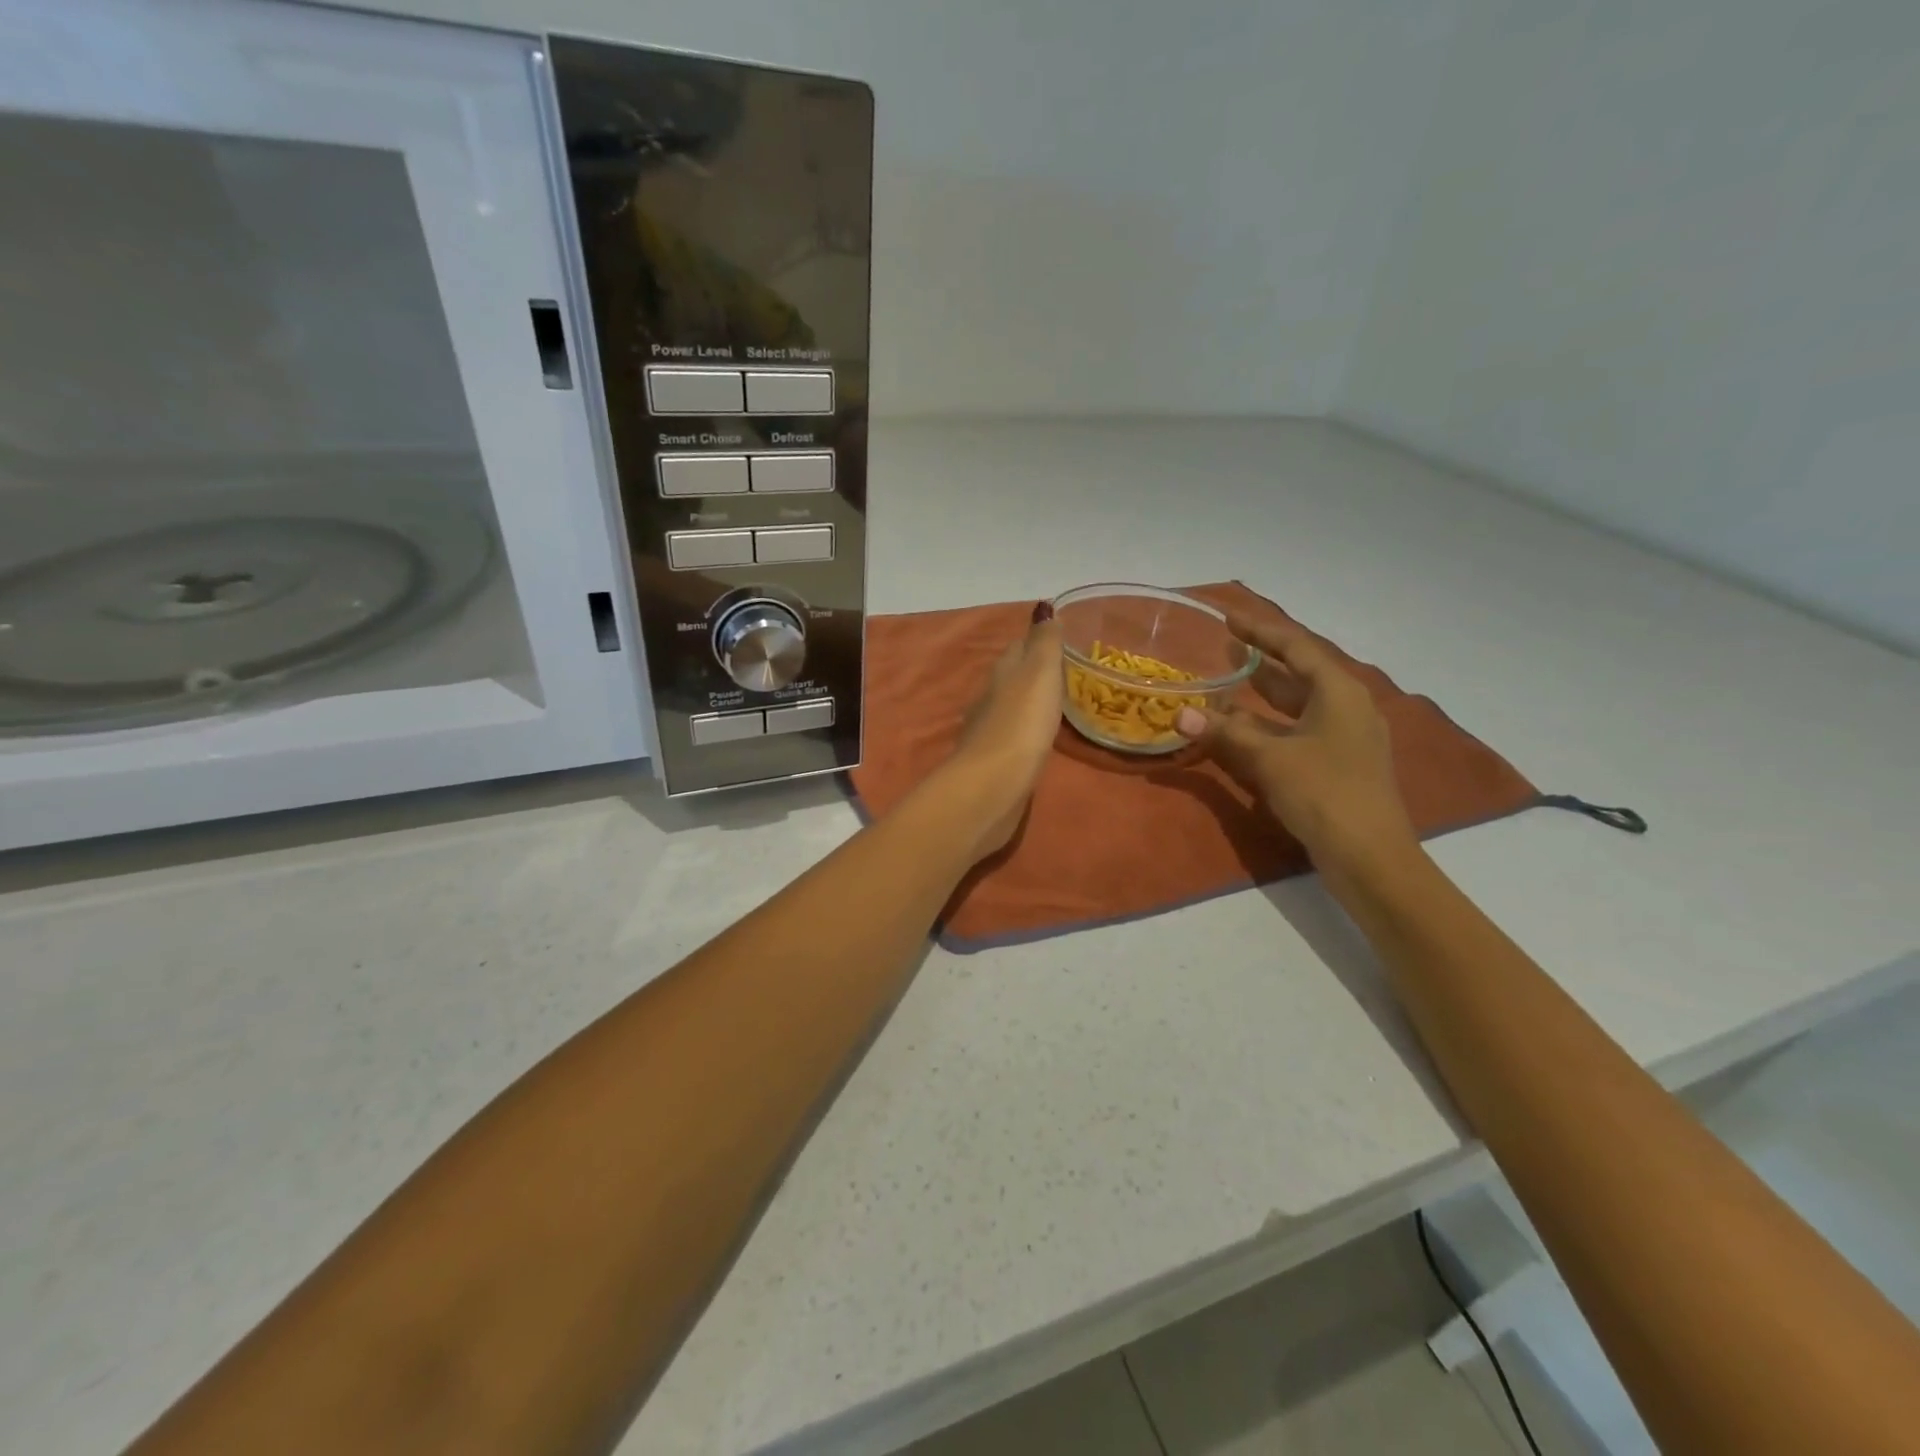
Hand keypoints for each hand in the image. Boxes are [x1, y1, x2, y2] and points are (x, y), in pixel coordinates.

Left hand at [943, 603, 1064, 859]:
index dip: (1038, 640)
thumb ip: (1044, 643)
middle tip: (1067, 674)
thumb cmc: (1020, 724)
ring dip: (1030, 704)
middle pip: (1013, 677)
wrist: (991, 786)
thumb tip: (1043, 609)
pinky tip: (1038, 740)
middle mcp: (990, 698)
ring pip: (1011, 708)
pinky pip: (1013, 737)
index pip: (1019, 647)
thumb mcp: (1038, 674)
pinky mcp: (993, 762)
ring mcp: (989, 732)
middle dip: (1034, 673)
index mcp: (1002, 673)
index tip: (1062, 638)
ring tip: (1058, 705)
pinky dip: (1025, 732)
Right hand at [1176, 613, 1416, 876]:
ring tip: (1228, 684)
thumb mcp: (1269, 758)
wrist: (1370, 856)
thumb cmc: (1324, 793)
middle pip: (1300, 674)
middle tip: (1225, 649)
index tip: (1230, 618)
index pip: (1296, 648)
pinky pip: (1299, 731)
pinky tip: (1244, 731)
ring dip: (1263, 696)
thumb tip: (1180, 714)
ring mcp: (1346, 738)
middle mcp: (1347, 708)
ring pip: (1298, 705)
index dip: (1261, 632)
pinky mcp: (1339, 765)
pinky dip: (1270, 726)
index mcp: (1339, 692)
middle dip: (1262, 661)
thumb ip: (1226, 732)